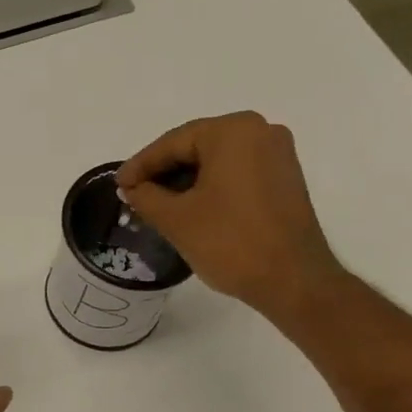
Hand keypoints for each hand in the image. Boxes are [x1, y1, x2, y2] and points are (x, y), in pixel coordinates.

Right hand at [116, 112, 341, 321]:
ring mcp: (278, 154)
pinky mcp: (285, 179)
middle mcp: (260, 131)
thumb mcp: (176, 219)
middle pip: (197, 147)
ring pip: (217, 162)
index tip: (118, 185)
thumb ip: (146, 196)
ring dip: (186, 181)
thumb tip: (132, 188)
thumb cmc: (230, 242)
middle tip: (135, 195)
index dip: (141, 165)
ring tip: (158, 205)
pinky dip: (211, 187)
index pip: (173, 142)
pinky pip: (237, 174)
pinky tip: (190, 208)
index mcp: (232, 131)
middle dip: (164, 172)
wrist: (293, 280)